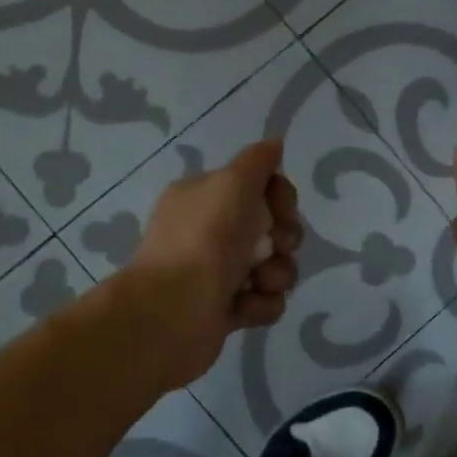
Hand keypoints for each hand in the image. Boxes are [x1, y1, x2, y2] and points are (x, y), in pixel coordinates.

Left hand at [125, 139, 302, 387]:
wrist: (172, 313)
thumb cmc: (205, 240)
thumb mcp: (233, 183)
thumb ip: (258, 160)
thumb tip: (274, 143)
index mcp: (206, 197)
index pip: (260, 187)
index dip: (280, 198)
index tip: (279, 209)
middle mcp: (210, 231)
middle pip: (274, 227)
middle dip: (284, 238)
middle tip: (273, 246)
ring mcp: (218, 272)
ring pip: (275, 266)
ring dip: (276, 274)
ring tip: (256, 283)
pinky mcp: (227, 310)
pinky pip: (266, 301)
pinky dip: (260, 305)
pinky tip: (241, 308)